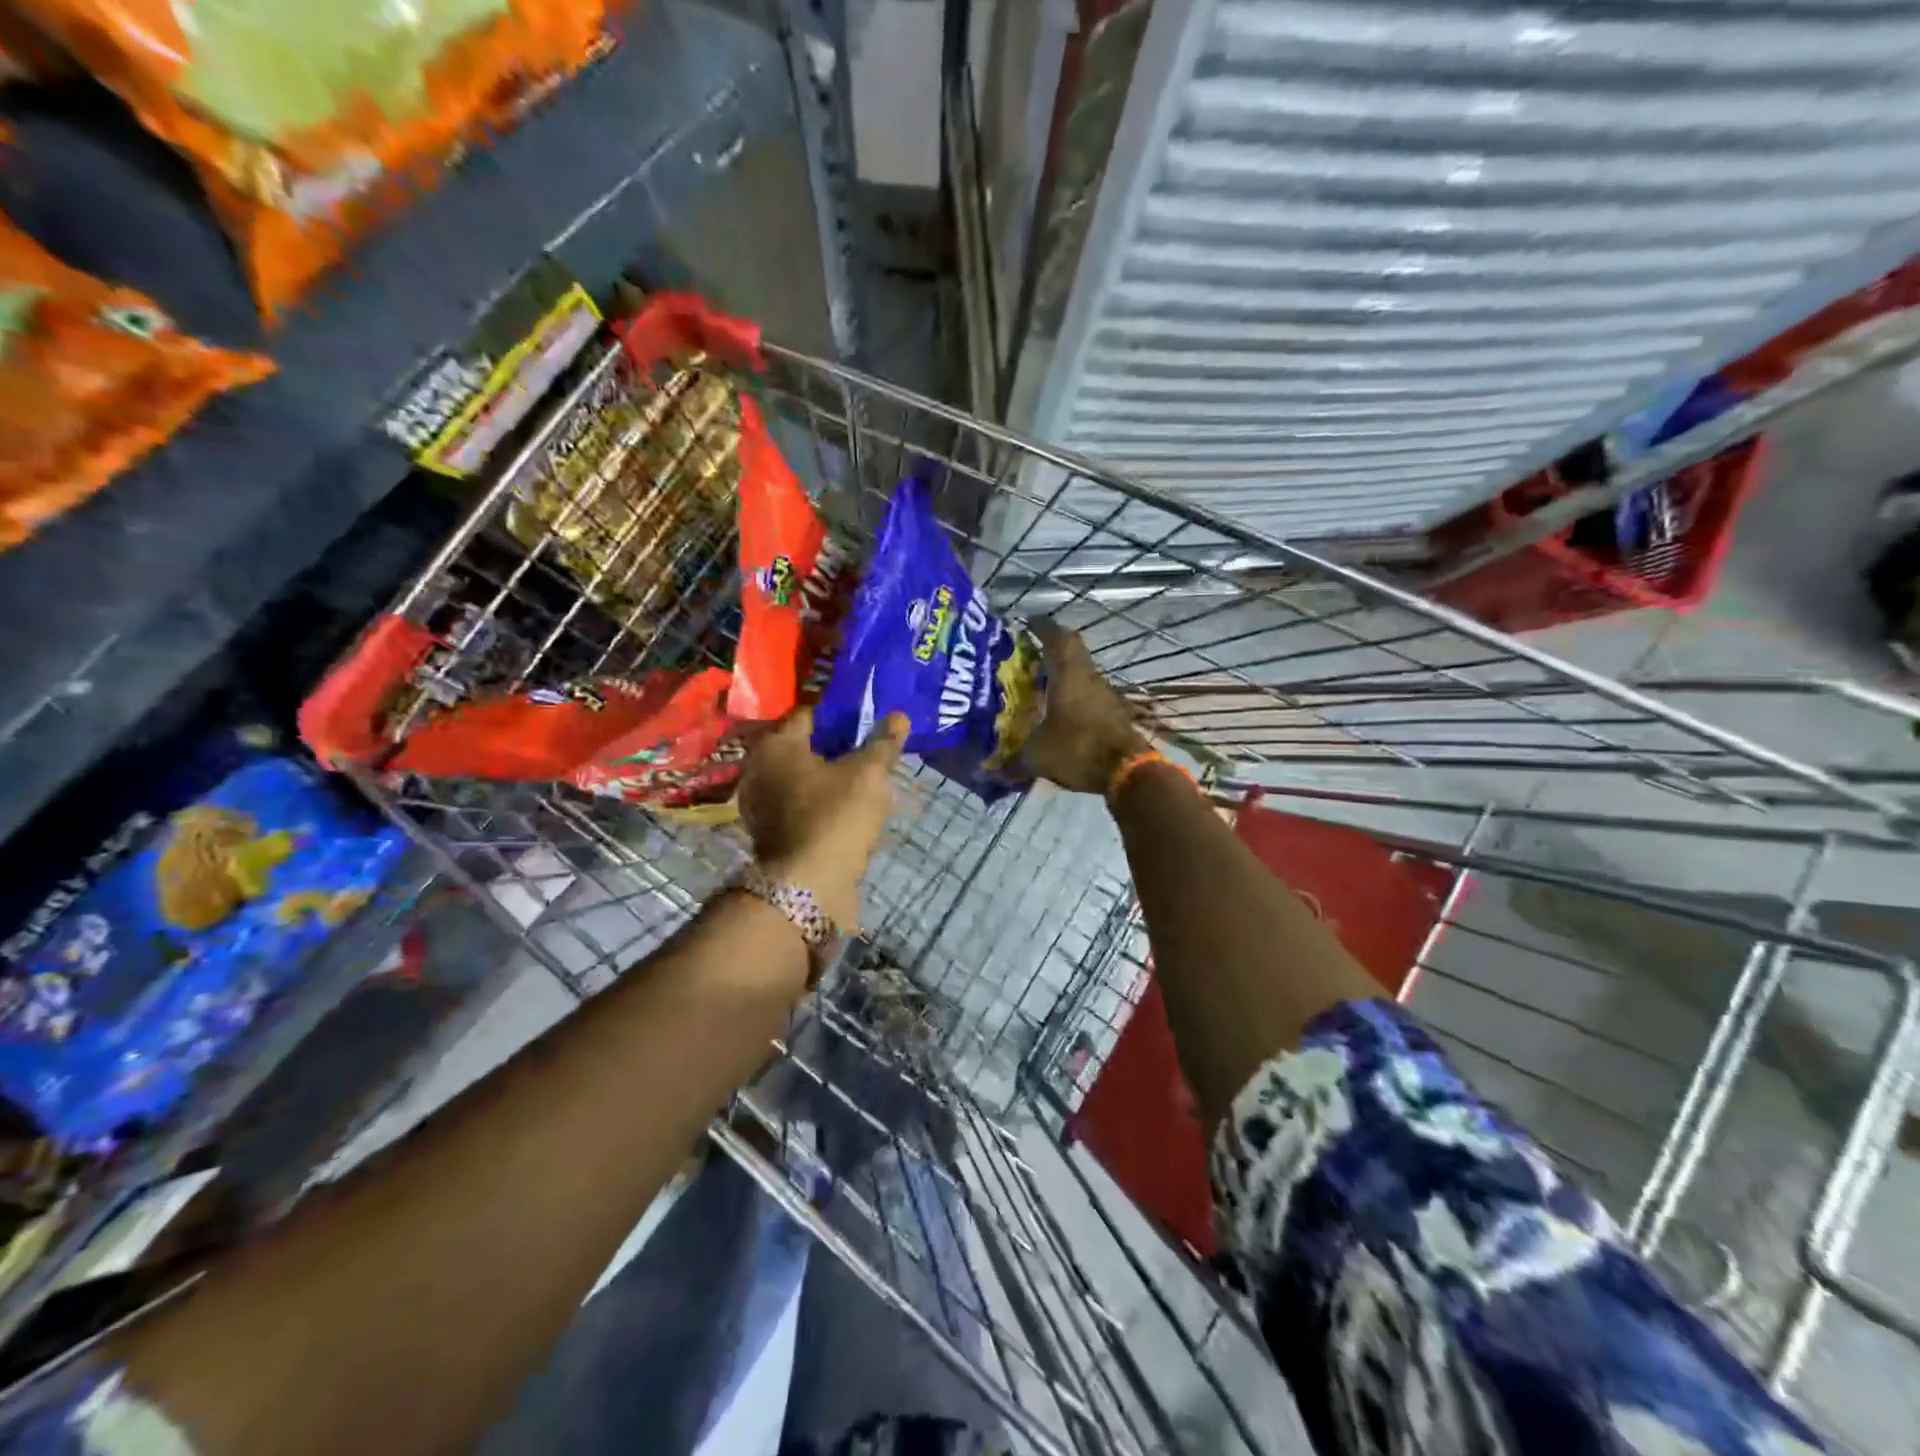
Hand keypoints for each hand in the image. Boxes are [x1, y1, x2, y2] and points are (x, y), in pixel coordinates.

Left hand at [738, 706, 908, 928]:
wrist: (807, 887)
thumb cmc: (836, 817)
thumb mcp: (869, 775)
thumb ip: (883, 743)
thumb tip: (899, 716)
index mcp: (777, 744)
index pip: (809, 714)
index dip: (840, 714)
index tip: (867, 720)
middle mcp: (759, 767)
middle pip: (803, 746)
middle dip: (834, 746)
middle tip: (868, 749)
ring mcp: (760, 802)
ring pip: (800, 776)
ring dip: (826, 775)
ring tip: (861, 779)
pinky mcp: (768, 831)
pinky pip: (797, 803)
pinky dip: (817, 800)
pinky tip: (844, 808)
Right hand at [1021, 621, 1148, 794]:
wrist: (1129, 772)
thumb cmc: (1078, 749)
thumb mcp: (1037, 756)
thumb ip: (1014, 761)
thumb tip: (993, 773)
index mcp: (1069, 675)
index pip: (1058, 638)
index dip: (1043, 627)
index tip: (1029, 622)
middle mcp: (1089, 678)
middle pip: (1071, 654)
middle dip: (1050, 653)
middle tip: (1028, 658)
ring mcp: (1106, 696)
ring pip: (1081, 677)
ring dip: (1062, 678)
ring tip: (1038, 689)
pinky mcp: (1114, 715)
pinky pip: (1089, 699)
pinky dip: (1073, 700)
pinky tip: (1058, 716)